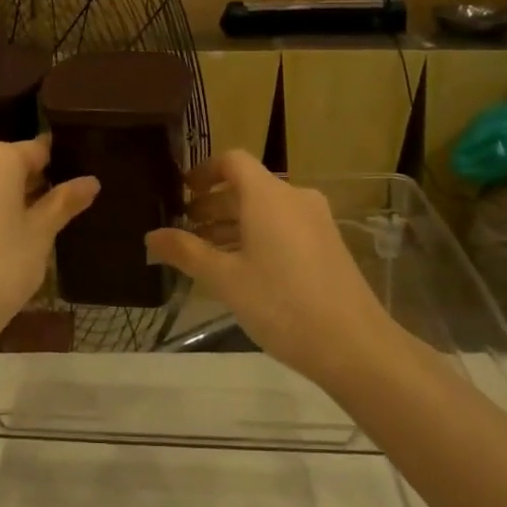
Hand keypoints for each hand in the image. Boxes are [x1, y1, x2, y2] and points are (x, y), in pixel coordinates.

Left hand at [0, 137, 99, 349]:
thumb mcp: (40, 235)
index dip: (60, 168)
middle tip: (62, 213)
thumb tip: (91, 181)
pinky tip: (7, 237)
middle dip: (35, 183)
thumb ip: (63, 202)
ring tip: (39, 228)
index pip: (39, 150)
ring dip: (13, 197)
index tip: (77, 189)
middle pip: (12, 162)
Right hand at [146, 151, 388, 387]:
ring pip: (265, 209)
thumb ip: (186, 252)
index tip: (181, 194)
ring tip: (206, 254)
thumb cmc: (282, 304)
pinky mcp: (328, 243)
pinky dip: (258, 235)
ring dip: (234, 223)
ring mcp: (316, 220)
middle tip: (185, 230)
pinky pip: (284, 225)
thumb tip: (151, 237)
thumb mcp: (225, 279)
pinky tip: (242, 269)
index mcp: (268, 195)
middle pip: (247, 186)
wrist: (355, 345)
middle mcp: (294, 197)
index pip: (232, 161)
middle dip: (213, 204)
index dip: (203, 172)